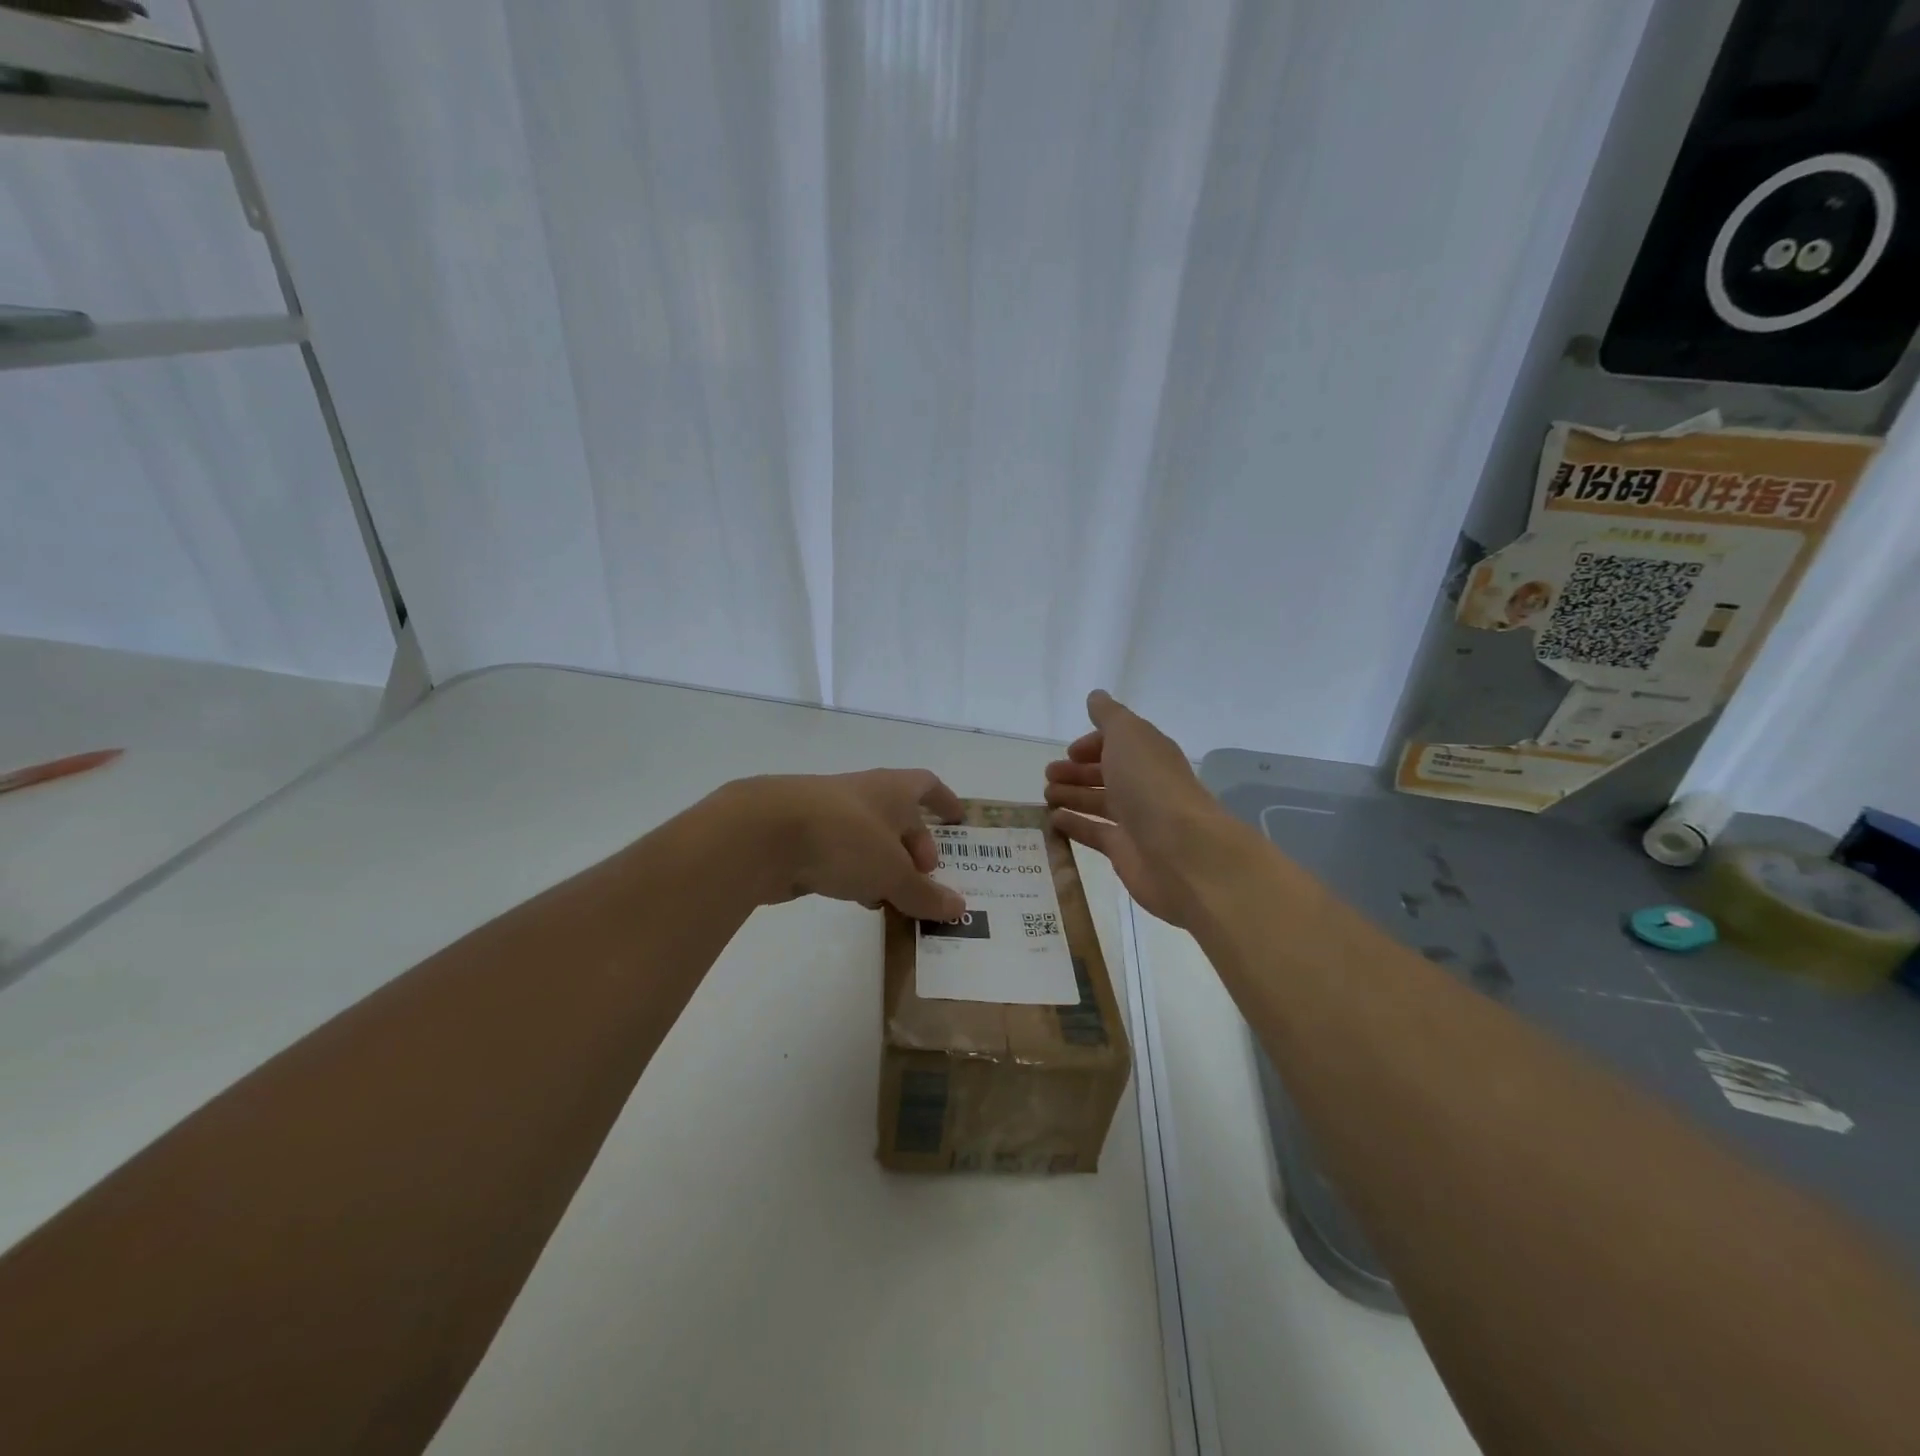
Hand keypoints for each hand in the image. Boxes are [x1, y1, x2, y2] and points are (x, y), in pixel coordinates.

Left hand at [723, 769, 966, 920]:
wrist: (761, 833)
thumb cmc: (843, 838)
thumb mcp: (892, 871)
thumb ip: (923, 893)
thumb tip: (958, 907)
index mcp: (891, 790)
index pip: (926, 786)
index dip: (944, 801)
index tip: (957, 819)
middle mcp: (862, 795)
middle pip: (898, 816)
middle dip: (914, 845)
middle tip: (925, 877)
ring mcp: (828, 815)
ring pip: (868, 838)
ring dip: (884, 864)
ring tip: (895, 897)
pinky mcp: (801, 838)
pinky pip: (841, 854)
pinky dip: (856, 873)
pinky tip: (857, 898)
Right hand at [1044, 690, 1241, 928]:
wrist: (1181, 851)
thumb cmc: (1150, 784)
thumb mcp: (1127, 735)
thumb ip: (1109, 716)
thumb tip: (1096, 696)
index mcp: (1148, 754)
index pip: (1119, 744)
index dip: (1093, 744)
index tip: (1069, 752)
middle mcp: (1144, 784)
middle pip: (1107, 774)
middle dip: (1077, 771)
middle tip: (1048, 775)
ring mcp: (1136, 820)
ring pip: (1099, 803)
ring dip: (1072, 796)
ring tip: (1046, 796)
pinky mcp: (1125, 851)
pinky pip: (1095, 833)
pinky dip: (1074, 825)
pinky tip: (1053, 821)